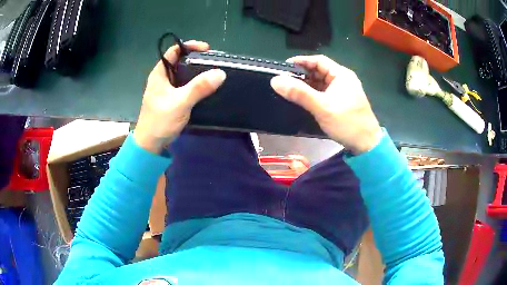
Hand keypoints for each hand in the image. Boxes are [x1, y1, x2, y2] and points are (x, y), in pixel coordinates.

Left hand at [134, 41, 225, 153]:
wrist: (151, 144)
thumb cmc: (160, 121)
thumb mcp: (180, 102)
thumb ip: (199, 87)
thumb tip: (220, 73)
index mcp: (159, 73)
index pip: (173, 51)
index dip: (189, 46)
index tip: (206, 49)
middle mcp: (162, 78)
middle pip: (179, 61)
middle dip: (196, 59)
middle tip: (212, 62)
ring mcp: (166, 89)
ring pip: (183, 74)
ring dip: (196, 72)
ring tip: (212, 73)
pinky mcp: (171, 99)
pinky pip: (184, 86)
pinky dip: (195, 84)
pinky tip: (205, 87)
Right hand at [270, 55, 381, 154]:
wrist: (367, 145)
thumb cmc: (347, 123)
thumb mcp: (322, 107)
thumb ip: (299, 93)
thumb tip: (275, 80)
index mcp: (341, 75)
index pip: (318, 60)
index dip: (301, 61)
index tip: (284, 67)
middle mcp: (343, 80)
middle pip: (319, 71)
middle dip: (302, 75)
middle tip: (284, 81)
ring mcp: (343, 91)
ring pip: (321, 83)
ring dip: (307, 85)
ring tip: (290, 90)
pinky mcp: (342, 102)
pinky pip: (324, 93)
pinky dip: (313, 94)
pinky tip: (303, 100)